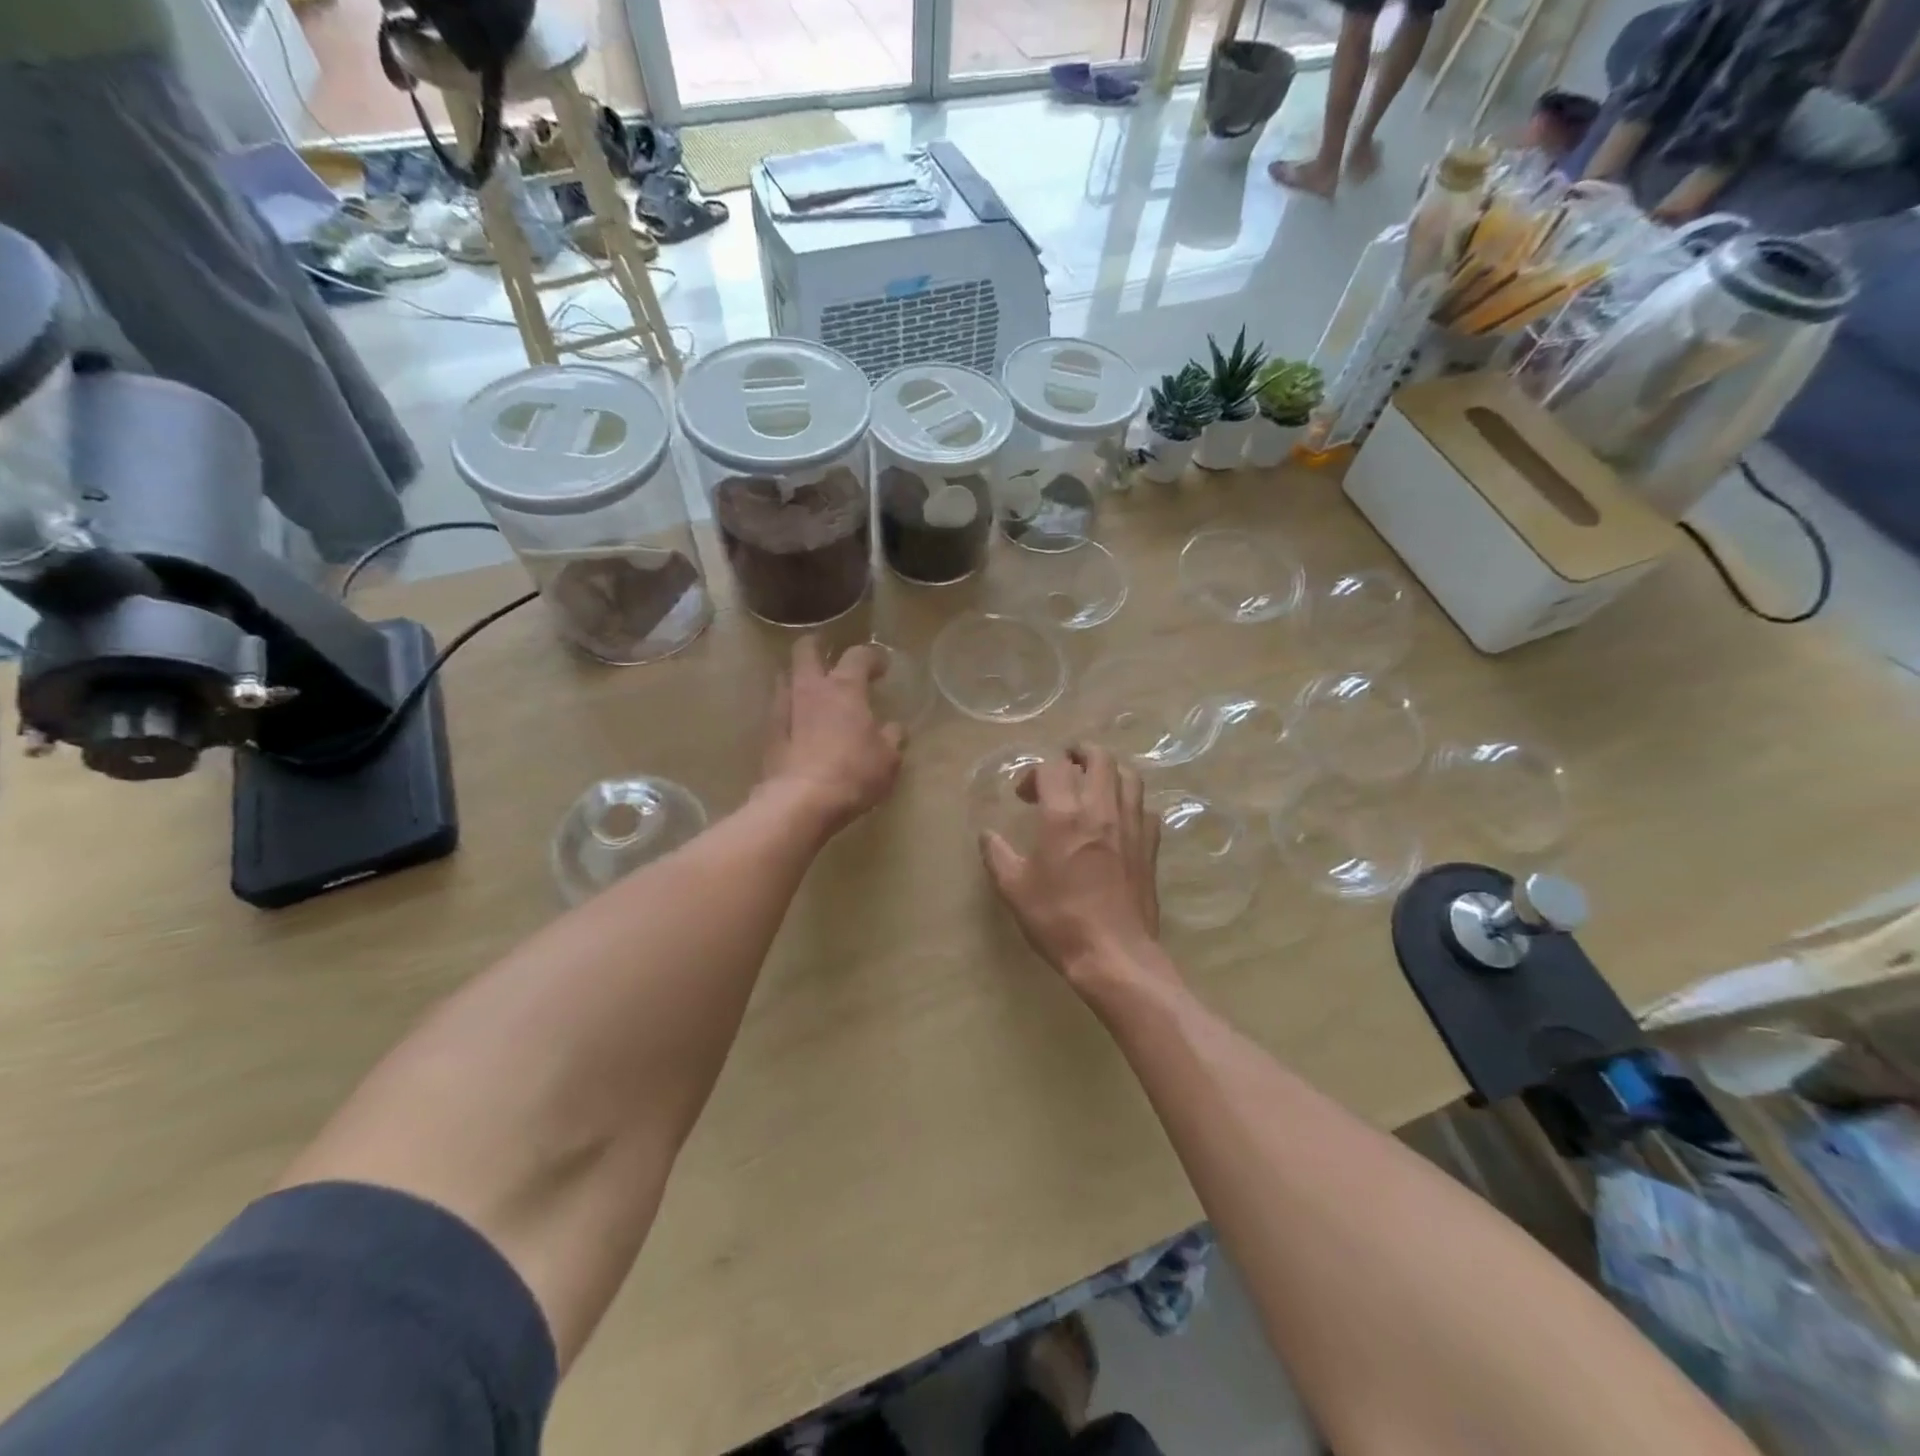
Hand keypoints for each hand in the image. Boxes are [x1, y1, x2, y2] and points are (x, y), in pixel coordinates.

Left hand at [759, 638, 905, 836]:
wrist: (801, 802)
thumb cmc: (853, 773)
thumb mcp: (888, 758)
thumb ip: (892, 737)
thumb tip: (895, 728)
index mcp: (845, 688)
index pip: (858, 655)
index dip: (872, 657)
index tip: (882, 667)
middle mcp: (811, 689)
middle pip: (806, 651)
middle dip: (818, 647)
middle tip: (830, 657)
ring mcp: (785, 710)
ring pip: (785, 677)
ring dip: (798, 678)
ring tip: (812, 691)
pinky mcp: (769, 735)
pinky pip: (778, 711)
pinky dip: (789, 711)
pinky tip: (798, 724)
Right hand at [980, 744, 1162, 988]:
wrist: (1114, 954)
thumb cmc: (1059, 920)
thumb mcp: (1014, 889)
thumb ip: (997, 855)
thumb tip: (987, 834)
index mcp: (1064, 815)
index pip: (1053, 767)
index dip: (1034, 773)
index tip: (1024, 796)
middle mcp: (1102, 809)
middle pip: (1099, 758)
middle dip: (1078, 754)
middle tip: (1064, 767)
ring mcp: (1132, 825)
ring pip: (1129, 776)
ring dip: (1109, 772)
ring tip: (1093, 785)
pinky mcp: (1151, 846)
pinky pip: (1145, 808)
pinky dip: (1130, 803)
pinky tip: (1118, 820)